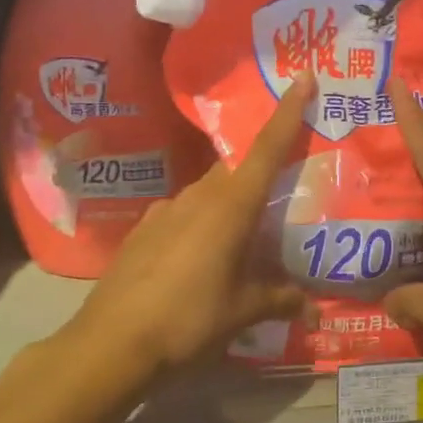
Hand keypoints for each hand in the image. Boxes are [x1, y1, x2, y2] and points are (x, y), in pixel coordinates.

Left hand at [77, 75, 315, 373]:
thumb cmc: (188, 320)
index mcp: (231, 207)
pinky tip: (200, 258)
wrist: (109, 344)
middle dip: (261, 172)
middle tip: (282, 191)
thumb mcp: (242, 312)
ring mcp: (166, 210)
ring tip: (243, 237)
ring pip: (210, 192)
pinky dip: (201, 223)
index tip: (303, 78)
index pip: (267, 148)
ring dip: (230, 203)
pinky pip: (183, 213)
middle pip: (238, 170)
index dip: (289, 112)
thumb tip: (313, 306)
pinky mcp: (144, 229)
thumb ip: (280, 300)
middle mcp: (199, 197)